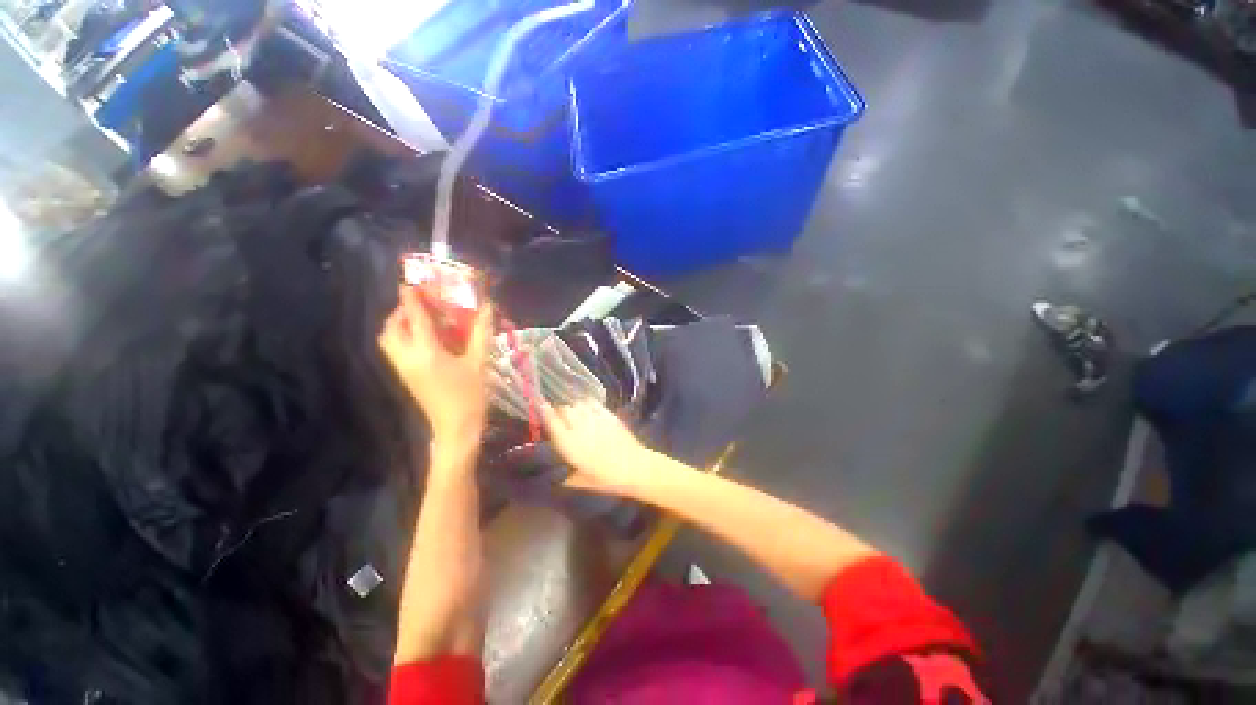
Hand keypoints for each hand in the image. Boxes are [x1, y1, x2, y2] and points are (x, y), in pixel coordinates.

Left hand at [379, 286, 492, 455]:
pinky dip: (402, 337)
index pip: (415, 319)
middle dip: (401, 312)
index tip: (409, 283)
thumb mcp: (479, 362)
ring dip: (399, 325)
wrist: (455, 427)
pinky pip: (394, 350)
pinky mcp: (405, 377)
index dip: (412, 299)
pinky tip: (424, 339)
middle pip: (391, 328)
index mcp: (427, 353)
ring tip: (421, 321)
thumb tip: (487, 308)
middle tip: (420, 306)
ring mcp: (403, 369)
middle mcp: (408, 358)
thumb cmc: (470, 395)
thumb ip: (481, 333)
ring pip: (389, 340)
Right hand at [541, 400, 652, 495]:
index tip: (539, 404)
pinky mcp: (608, 414)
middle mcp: (579, 427)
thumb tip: (555, 475)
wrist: (634, 468)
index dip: (544, 410)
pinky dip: (586, 402)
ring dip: (572, 405)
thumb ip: (565, 476)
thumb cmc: (607, 479)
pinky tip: (586, 406)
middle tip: (558, 415)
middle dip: (559, 409)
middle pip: (564, 408)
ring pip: (577, 403)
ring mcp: (595, 418)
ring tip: (572, 411)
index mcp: (569, 444)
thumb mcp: (582, 482)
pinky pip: (592, 402)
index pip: (552, 421)